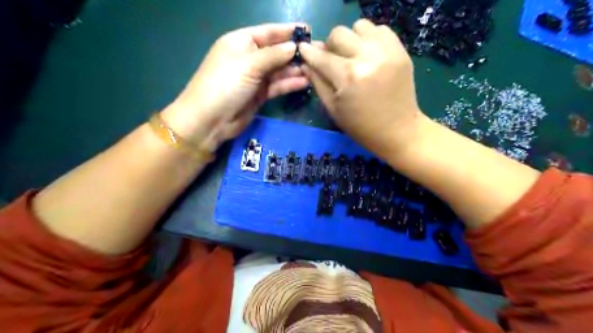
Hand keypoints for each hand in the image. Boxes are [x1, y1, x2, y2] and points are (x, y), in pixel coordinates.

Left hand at [161, 23, 310, 151]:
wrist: (210, 120)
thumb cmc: (225, 84)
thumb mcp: (249, 64)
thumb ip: (273, 55)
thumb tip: (294, 46)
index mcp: (241, 42)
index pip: (269, 32)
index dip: (288, 31)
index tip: (309, 31)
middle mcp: (249, 58)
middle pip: (276, 51)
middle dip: (296, 51)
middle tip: (319, 52)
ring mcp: (255, 77)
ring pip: (279, 70)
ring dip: (296, 69)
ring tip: (316, 68)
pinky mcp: (260, 94)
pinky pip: (278, 85)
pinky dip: (290, 83)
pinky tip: (306, 81)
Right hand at [301, 18, 426, 158]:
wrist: (398, 131)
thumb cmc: (361, 127)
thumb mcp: (333, 109)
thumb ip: (317, 82)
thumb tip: (306, 61)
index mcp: (348, 77)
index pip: (321, 56)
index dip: (309, 52)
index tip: (303, 49)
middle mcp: (367, 58)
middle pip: (339, 34)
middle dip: (330, 46)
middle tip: (334, 61)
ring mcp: (387, 51)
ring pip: (359, 26)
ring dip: (351, 39)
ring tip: (353, 56)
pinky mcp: (400, 50)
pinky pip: (380, 29)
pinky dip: (370, 38)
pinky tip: (369, 54)